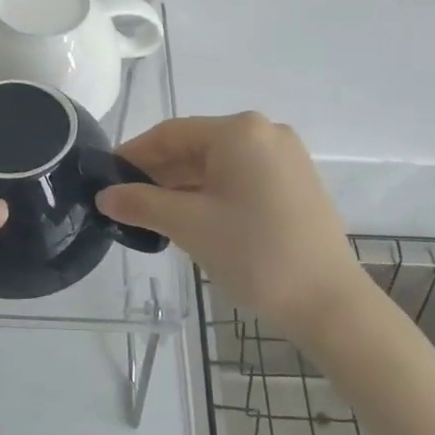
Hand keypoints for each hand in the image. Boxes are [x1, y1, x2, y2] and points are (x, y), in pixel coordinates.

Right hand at [96, 113, 359, 338]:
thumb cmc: (255, 254)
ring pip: (219, 163)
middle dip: (159, 172)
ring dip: (184, 184)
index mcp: (239, 131)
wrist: (329, 303)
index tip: (106, 176)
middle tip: (126, 200)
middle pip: (196, 145)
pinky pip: (242, 176)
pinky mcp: (296, 181)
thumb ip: (141, 203)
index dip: (134, 154)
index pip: (171, 133)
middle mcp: (265, 132)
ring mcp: (285, 156)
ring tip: (153, 213)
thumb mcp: (189, 226)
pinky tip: (192, 216)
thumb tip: (105, 196)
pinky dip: (213, 191)